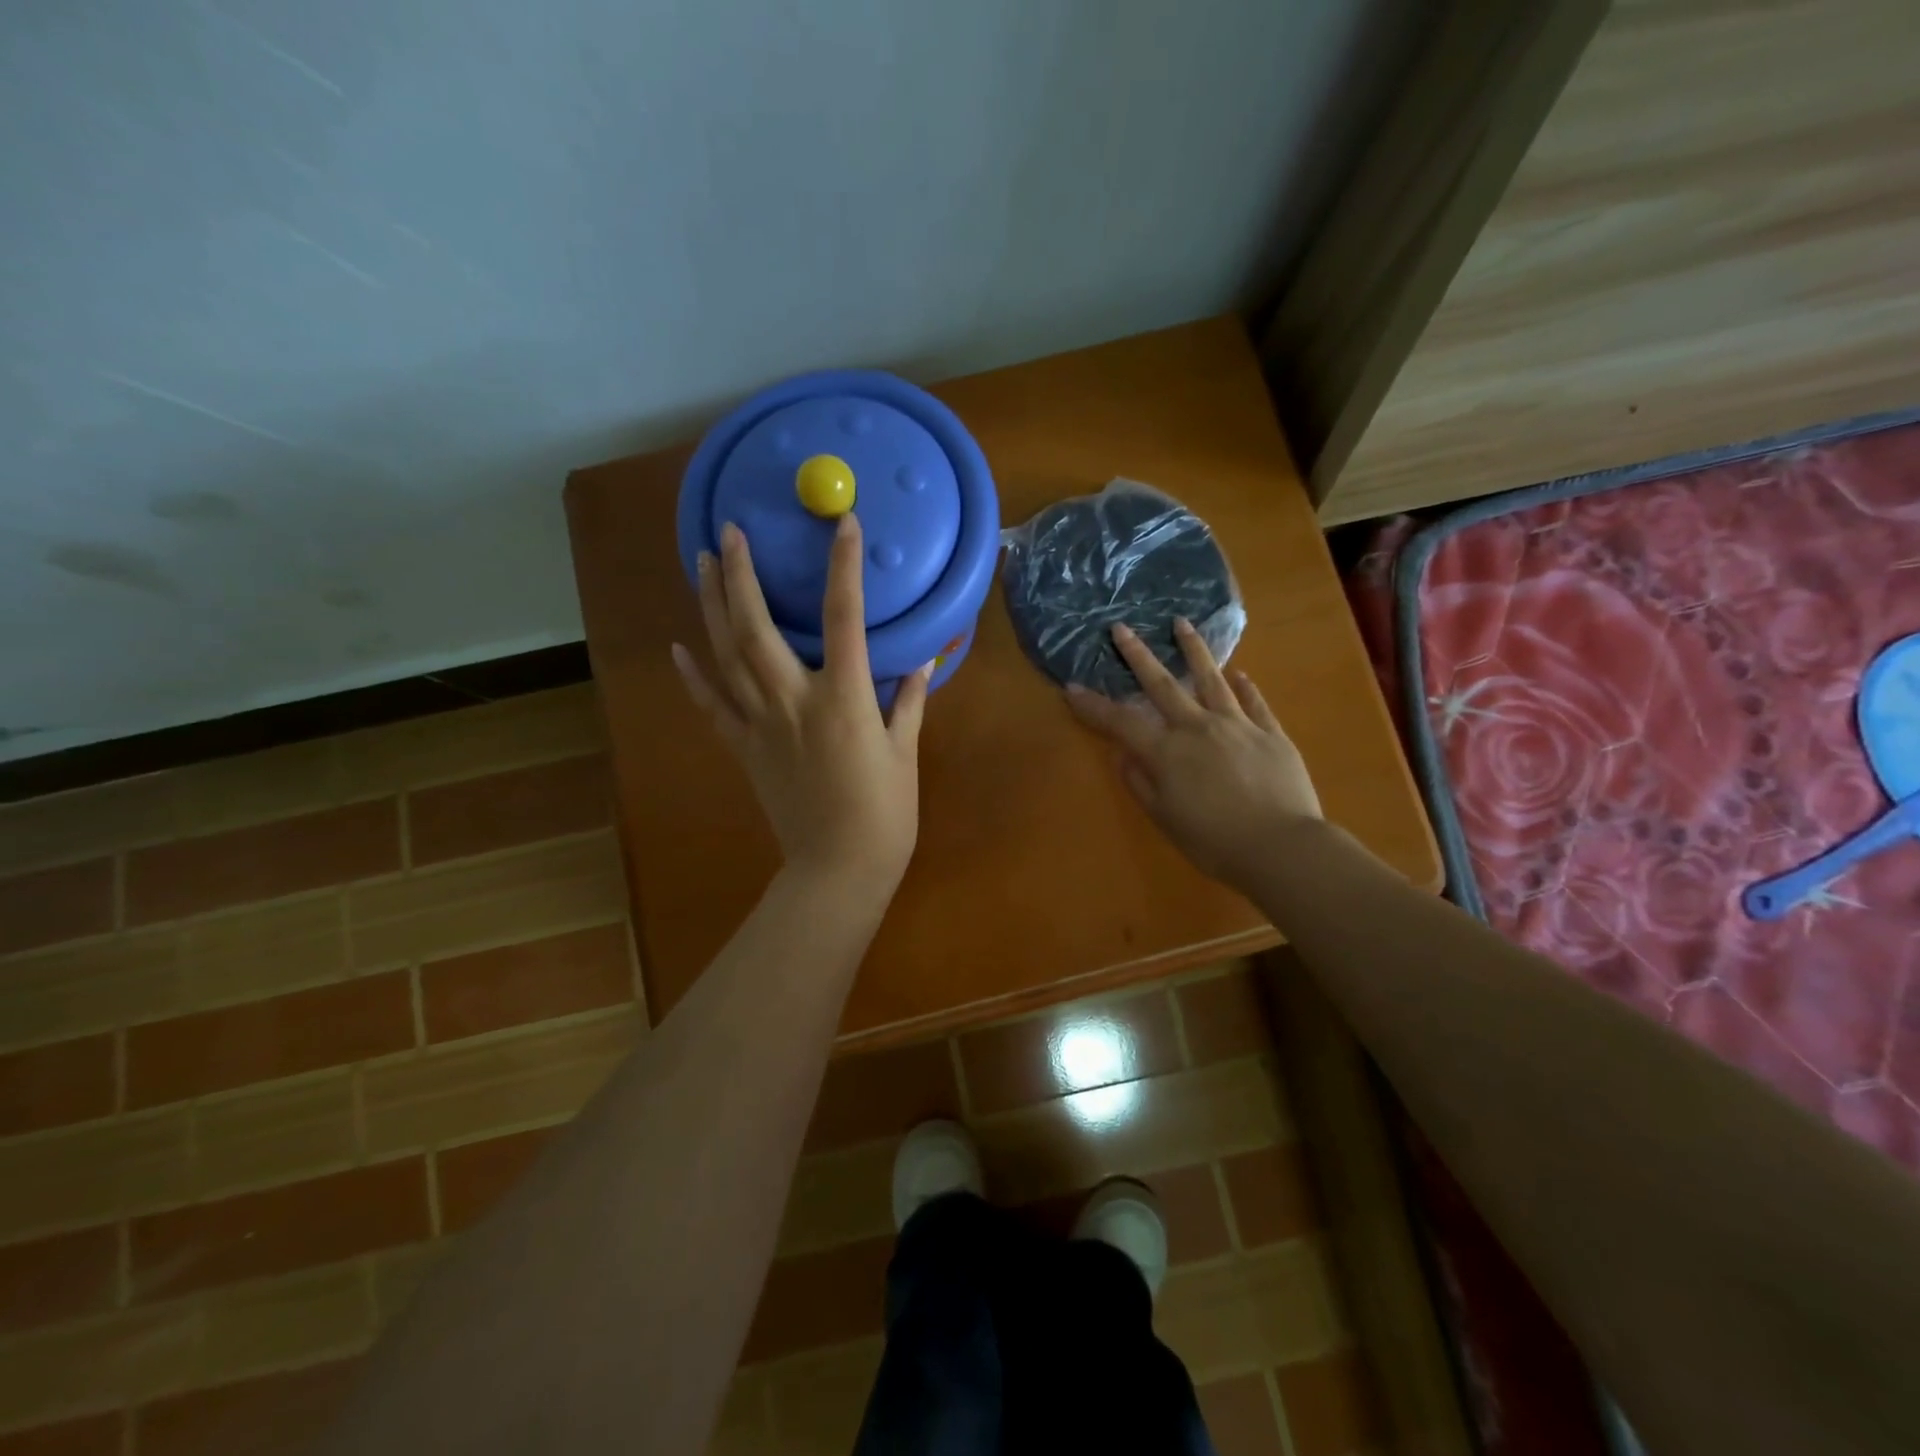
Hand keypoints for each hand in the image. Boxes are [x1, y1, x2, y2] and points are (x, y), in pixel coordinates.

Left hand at [673, 515, 930, 899]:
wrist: (837, 870)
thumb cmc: (884, 814)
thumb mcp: (905, 753)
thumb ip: (909, 701)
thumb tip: (922, 660)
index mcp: (844, 699)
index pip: (843, 618)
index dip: (843, 567)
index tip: (842, 525)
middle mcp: (793, 701)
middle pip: (757, 627)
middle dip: (741, 575)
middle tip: (729, 532)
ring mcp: (761, 725)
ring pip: (727, 656)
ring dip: (712, 607)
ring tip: (703, 564)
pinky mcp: (744, 749)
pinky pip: (712, 706)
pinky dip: (693, 675)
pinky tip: (678, 646)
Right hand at [1066, 619, 1321, 894]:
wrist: (1282, 847)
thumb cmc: (1214, 842)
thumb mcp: (1165, 819)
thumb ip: (1140, 784)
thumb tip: (1121, 755)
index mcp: (1167, 752)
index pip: (1121, 722)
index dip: (1094, 706)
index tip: (1071, 688)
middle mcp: (1198, 728)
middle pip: (1163, 685)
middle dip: (1138, 655)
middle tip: (1121, 628)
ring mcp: (1238, 726)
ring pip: (1212, 679)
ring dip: (1193, 650)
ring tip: (1182, 624)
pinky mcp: (1271, 734)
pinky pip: (1255, 703)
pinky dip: (1246, 687)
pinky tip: (1240, 674)